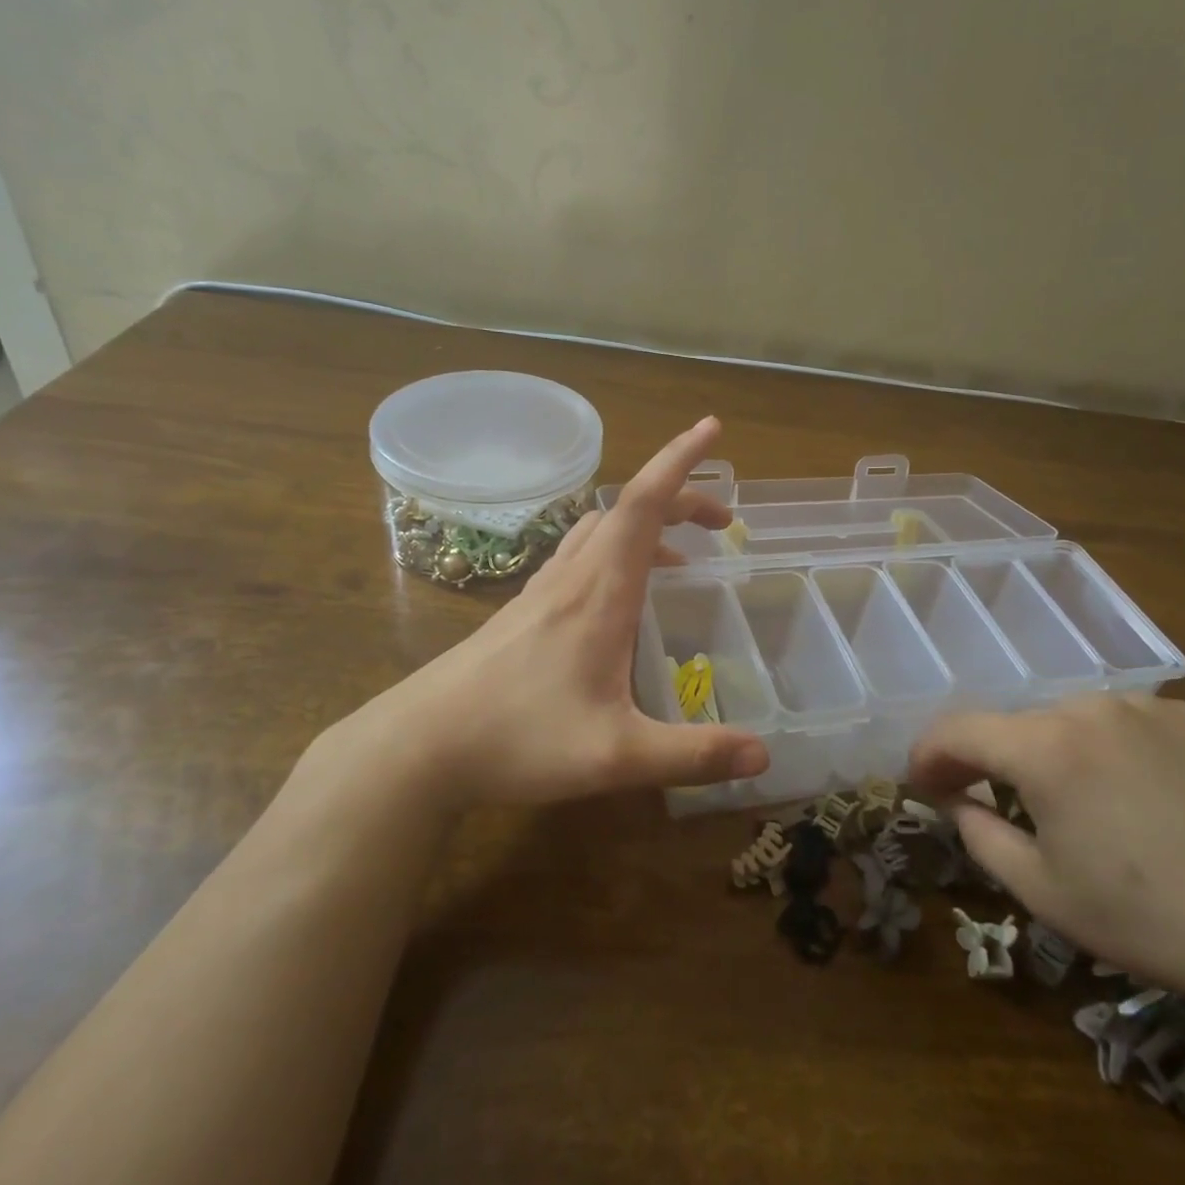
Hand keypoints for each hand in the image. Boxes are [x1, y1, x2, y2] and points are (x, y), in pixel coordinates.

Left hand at [329, 417, 768, 810]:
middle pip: (628, 509)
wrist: (419, 745)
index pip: (644, 503)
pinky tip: (619, 596)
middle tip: (722, 522)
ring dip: (645, 525)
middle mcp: (572, 577)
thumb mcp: (615, 756)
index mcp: (600, 592)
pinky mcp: (524, 610)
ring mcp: (542, 590)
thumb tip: (765, 756)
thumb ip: (692, 755)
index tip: (711, 428)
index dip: (681, 461)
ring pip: (600, 530)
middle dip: (680, 498)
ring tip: (680, 556)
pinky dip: (616, 552)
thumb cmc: (518, 740)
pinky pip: (579, 556)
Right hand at [911, 695, 1184, 1062]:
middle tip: (988, 799)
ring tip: (1069, 799)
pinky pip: (1121, 722)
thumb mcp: (1041, 890)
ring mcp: (1142, 705)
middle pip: (1013, 724)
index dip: (928, 753)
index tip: (920, 781)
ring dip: (1049, 751)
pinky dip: (1105, 747)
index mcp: (1043, 747)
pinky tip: (1131, 791)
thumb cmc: (1145, 917)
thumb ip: (977, 833)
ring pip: (1066, 719)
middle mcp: (1085, 708)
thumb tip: (954, 799)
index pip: (958, 730)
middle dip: (990, 758)